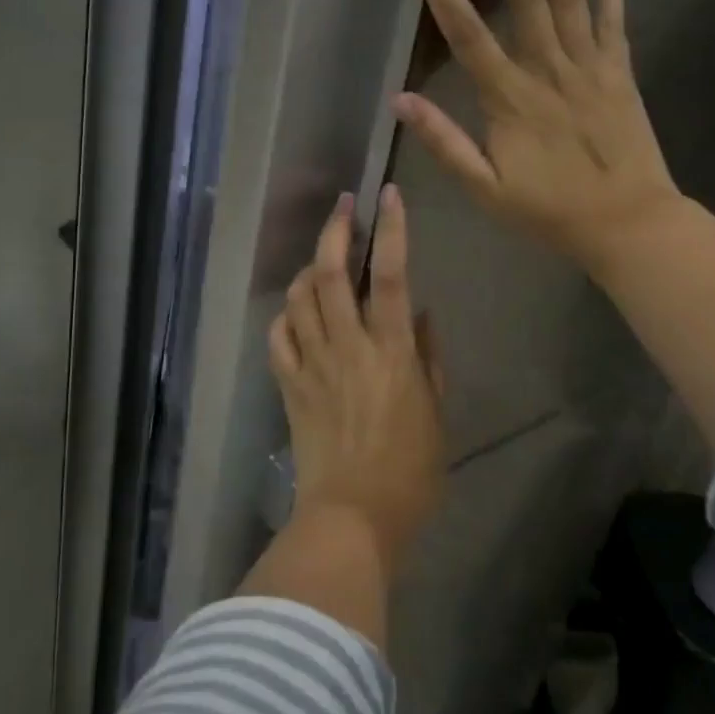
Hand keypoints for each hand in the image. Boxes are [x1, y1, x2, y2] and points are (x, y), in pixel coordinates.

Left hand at [268, 185, 443, 564]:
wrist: (352, 517)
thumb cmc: (409, 471)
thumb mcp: (437, 414)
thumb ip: (429, 358)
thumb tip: (421, 313)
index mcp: (392, 351)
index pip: (393, 275)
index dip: (391, 229)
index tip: (388, 196)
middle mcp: (349, 345)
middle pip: (333, 273)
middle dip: (336, 231)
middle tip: (342, 206)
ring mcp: (313, 363)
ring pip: (300, 297)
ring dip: (309, 267)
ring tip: (322, 257)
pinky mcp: (288, 384)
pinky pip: (278, 336)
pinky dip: (285, 314)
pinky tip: (295, 310)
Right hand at [393, 0, 683, 275]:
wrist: (629, 225)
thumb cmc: (549, 211)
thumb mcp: (485, 190)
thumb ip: (444, 143)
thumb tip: (401, 100)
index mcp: (510, 99)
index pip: (469, 36)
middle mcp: (549, 70)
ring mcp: (590, 66)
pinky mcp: (619, 72)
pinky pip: (615, 22)